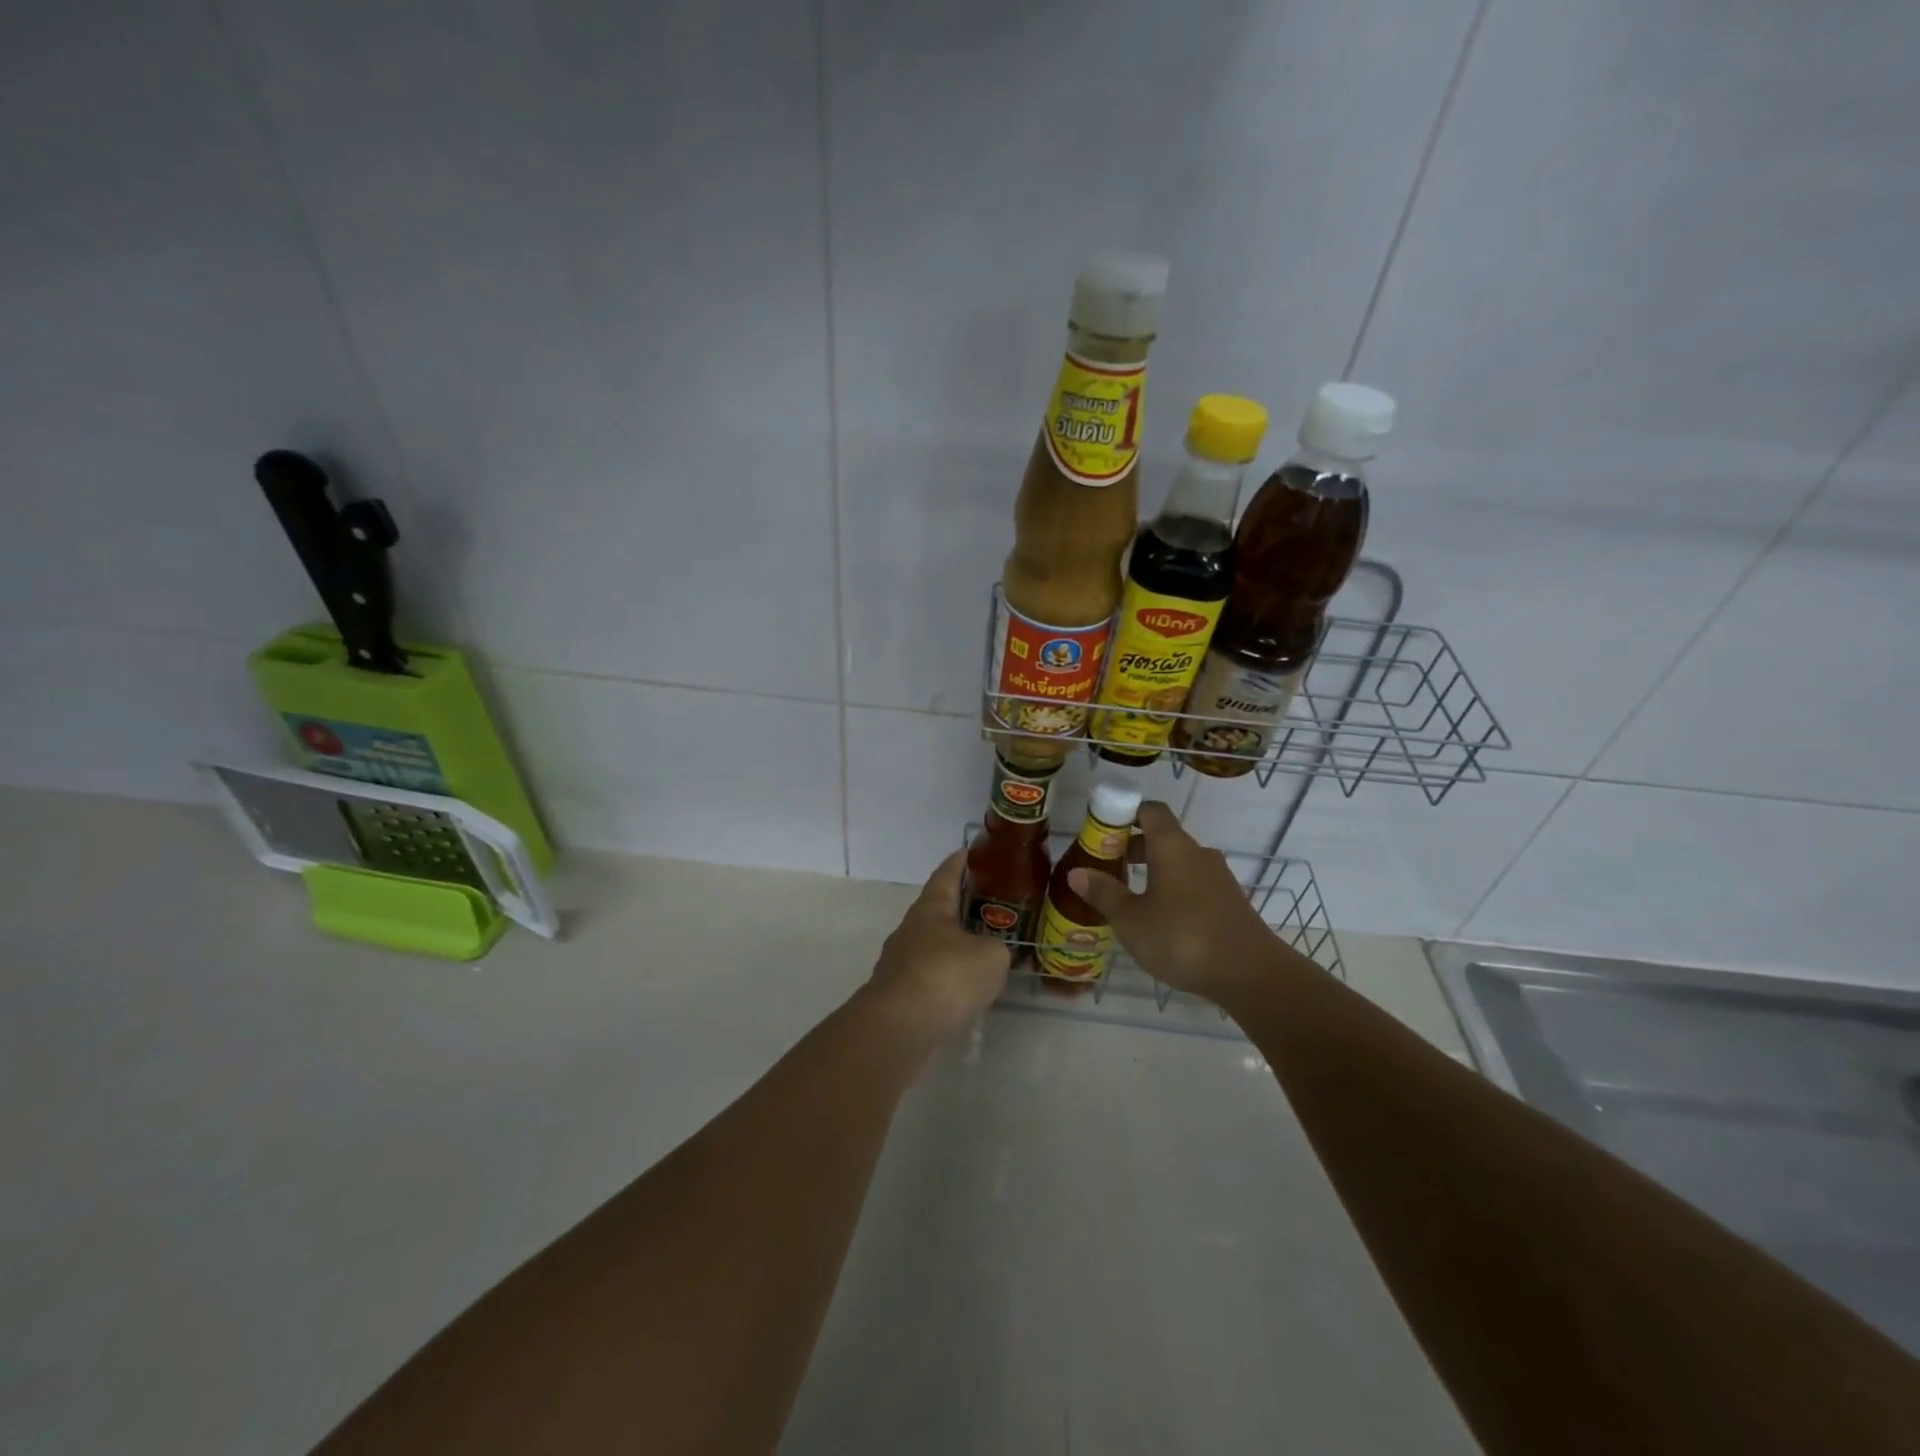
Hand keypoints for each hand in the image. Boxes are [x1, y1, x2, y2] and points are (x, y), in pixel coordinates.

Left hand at [864, 850, 1010, 1044]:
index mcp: (931, 908)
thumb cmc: (946, 976)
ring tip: (980, 951)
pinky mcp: (898, 992)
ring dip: (953, 945)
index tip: (968, 851)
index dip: (959, 862)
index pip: (946, 875)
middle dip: (959, 906)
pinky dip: (946, 976)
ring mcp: (900, 961)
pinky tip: (963, 989)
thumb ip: (997, 949)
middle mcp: (911, 928)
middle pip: (937, 909)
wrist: (898, 1027)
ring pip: (932, 944)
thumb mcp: (991, 957)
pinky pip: (928, 975)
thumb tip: (991, 953)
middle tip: (986, 905)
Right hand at [1066, 800, 1277, 1004]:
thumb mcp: (1131, 920)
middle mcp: (1197, 853)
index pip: (1150, 810)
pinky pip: (1194, 885)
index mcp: (1172, 846)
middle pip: (1163, 837)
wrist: (1251, 974)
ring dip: (1154, 873)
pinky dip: (1174, 892)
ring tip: (1130, 899)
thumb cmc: (1182, 938)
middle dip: (1133, 848)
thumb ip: (1104, 893)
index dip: (1125, 814)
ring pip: (1179, 863)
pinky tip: (1161, 922)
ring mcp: (1218, 878)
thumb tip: (1076, 873)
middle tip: (1108, 869)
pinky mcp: (1229, 902)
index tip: (1103, 833)